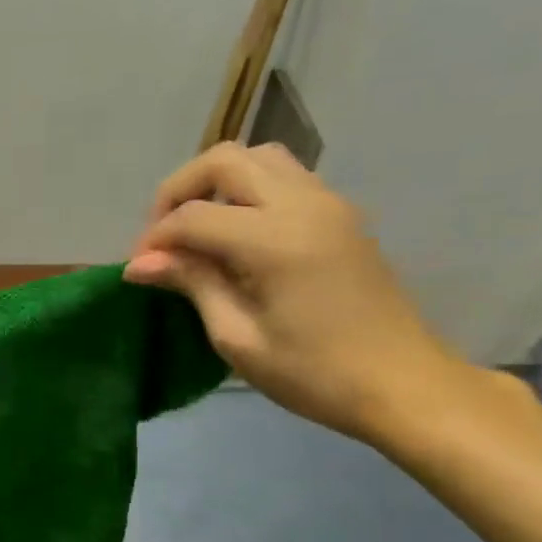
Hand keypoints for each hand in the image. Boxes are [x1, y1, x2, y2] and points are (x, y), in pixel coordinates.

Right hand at [124, 144, 473, 443]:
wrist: (403, 385)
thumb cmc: (314, 373)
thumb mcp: (238, 338)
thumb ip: (193, 284)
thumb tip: (140, 263)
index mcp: (276, 240)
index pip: (194, 215)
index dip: (156, 238)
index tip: (139, 270)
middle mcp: (304, 204)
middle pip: (225, 160)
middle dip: (179, 190)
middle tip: (162, 237)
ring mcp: (329, 203)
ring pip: (258, 157)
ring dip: (216, 182)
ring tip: (196, 230)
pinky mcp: (340, 214)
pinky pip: (284, 177)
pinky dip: (247, 190)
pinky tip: (234, 234)